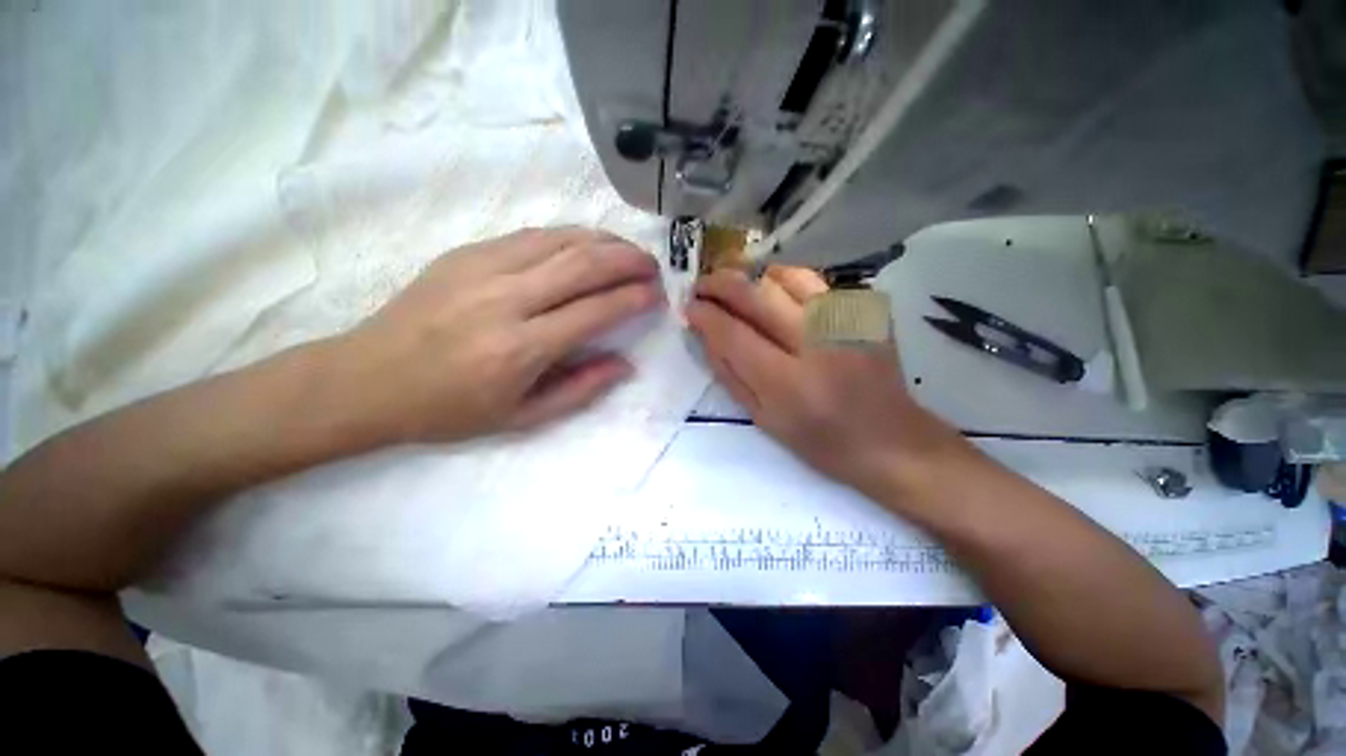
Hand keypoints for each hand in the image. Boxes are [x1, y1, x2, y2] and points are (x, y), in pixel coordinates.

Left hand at [326, 228, 664, 445]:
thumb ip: (580, 389)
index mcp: (521, 348)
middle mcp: (506, 299)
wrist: (368, 379)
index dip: (633, 298)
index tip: (656, 295)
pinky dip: (569, 236)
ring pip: (560, 240)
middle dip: (628, 260)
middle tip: (652, 265)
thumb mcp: (522, 418)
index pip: (595, 310)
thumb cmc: (449, 409)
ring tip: (627, 251)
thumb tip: (625, 364)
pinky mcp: (466, 252)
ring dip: (603, 241)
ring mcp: (482, 268)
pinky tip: (585, 244)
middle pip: (583, 264)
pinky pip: (532, 235)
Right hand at [685, 267, 969, 502]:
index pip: (732, 333)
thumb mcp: (763, 420)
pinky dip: (787, 281)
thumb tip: (706, 335)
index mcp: (787, 382)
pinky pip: (815, 282)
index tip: (689, 308)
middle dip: (719, 283)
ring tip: (738, 288)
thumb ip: (730, 375)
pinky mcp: (864, 311)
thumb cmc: (821, 442)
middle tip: (702, 286)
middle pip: (757, 295)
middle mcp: (816, 342)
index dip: (705, 315)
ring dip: (753, 277)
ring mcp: (845, 321)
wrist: (890, 440)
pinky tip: (777, 295)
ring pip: (787, 276)